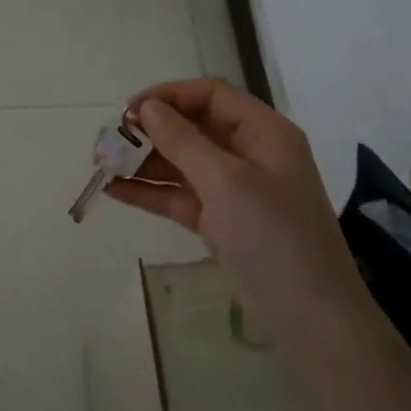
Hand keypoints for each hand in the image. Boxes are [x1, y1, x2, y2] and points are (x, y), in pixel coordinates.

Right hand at [107, 78, 364, 357]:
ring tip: (102, 165)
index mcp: (263, 132)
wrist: (309, 315)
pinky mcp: (221, 221)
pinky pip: (180, 196)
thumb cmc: (273, 234)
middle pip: (193, 127)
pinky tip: (115, 191)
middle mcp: (250, 153)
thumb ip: (183, 141)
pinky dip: (151, 192)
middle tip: (109, 140)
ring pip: (183, 163)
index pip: (211, 95)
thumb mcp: (226, 181)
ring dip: (144, 162)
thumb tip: (148, 108)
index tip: (129, 110)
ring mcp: (235, 189)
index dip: (169, 96)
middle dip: (151, 131)